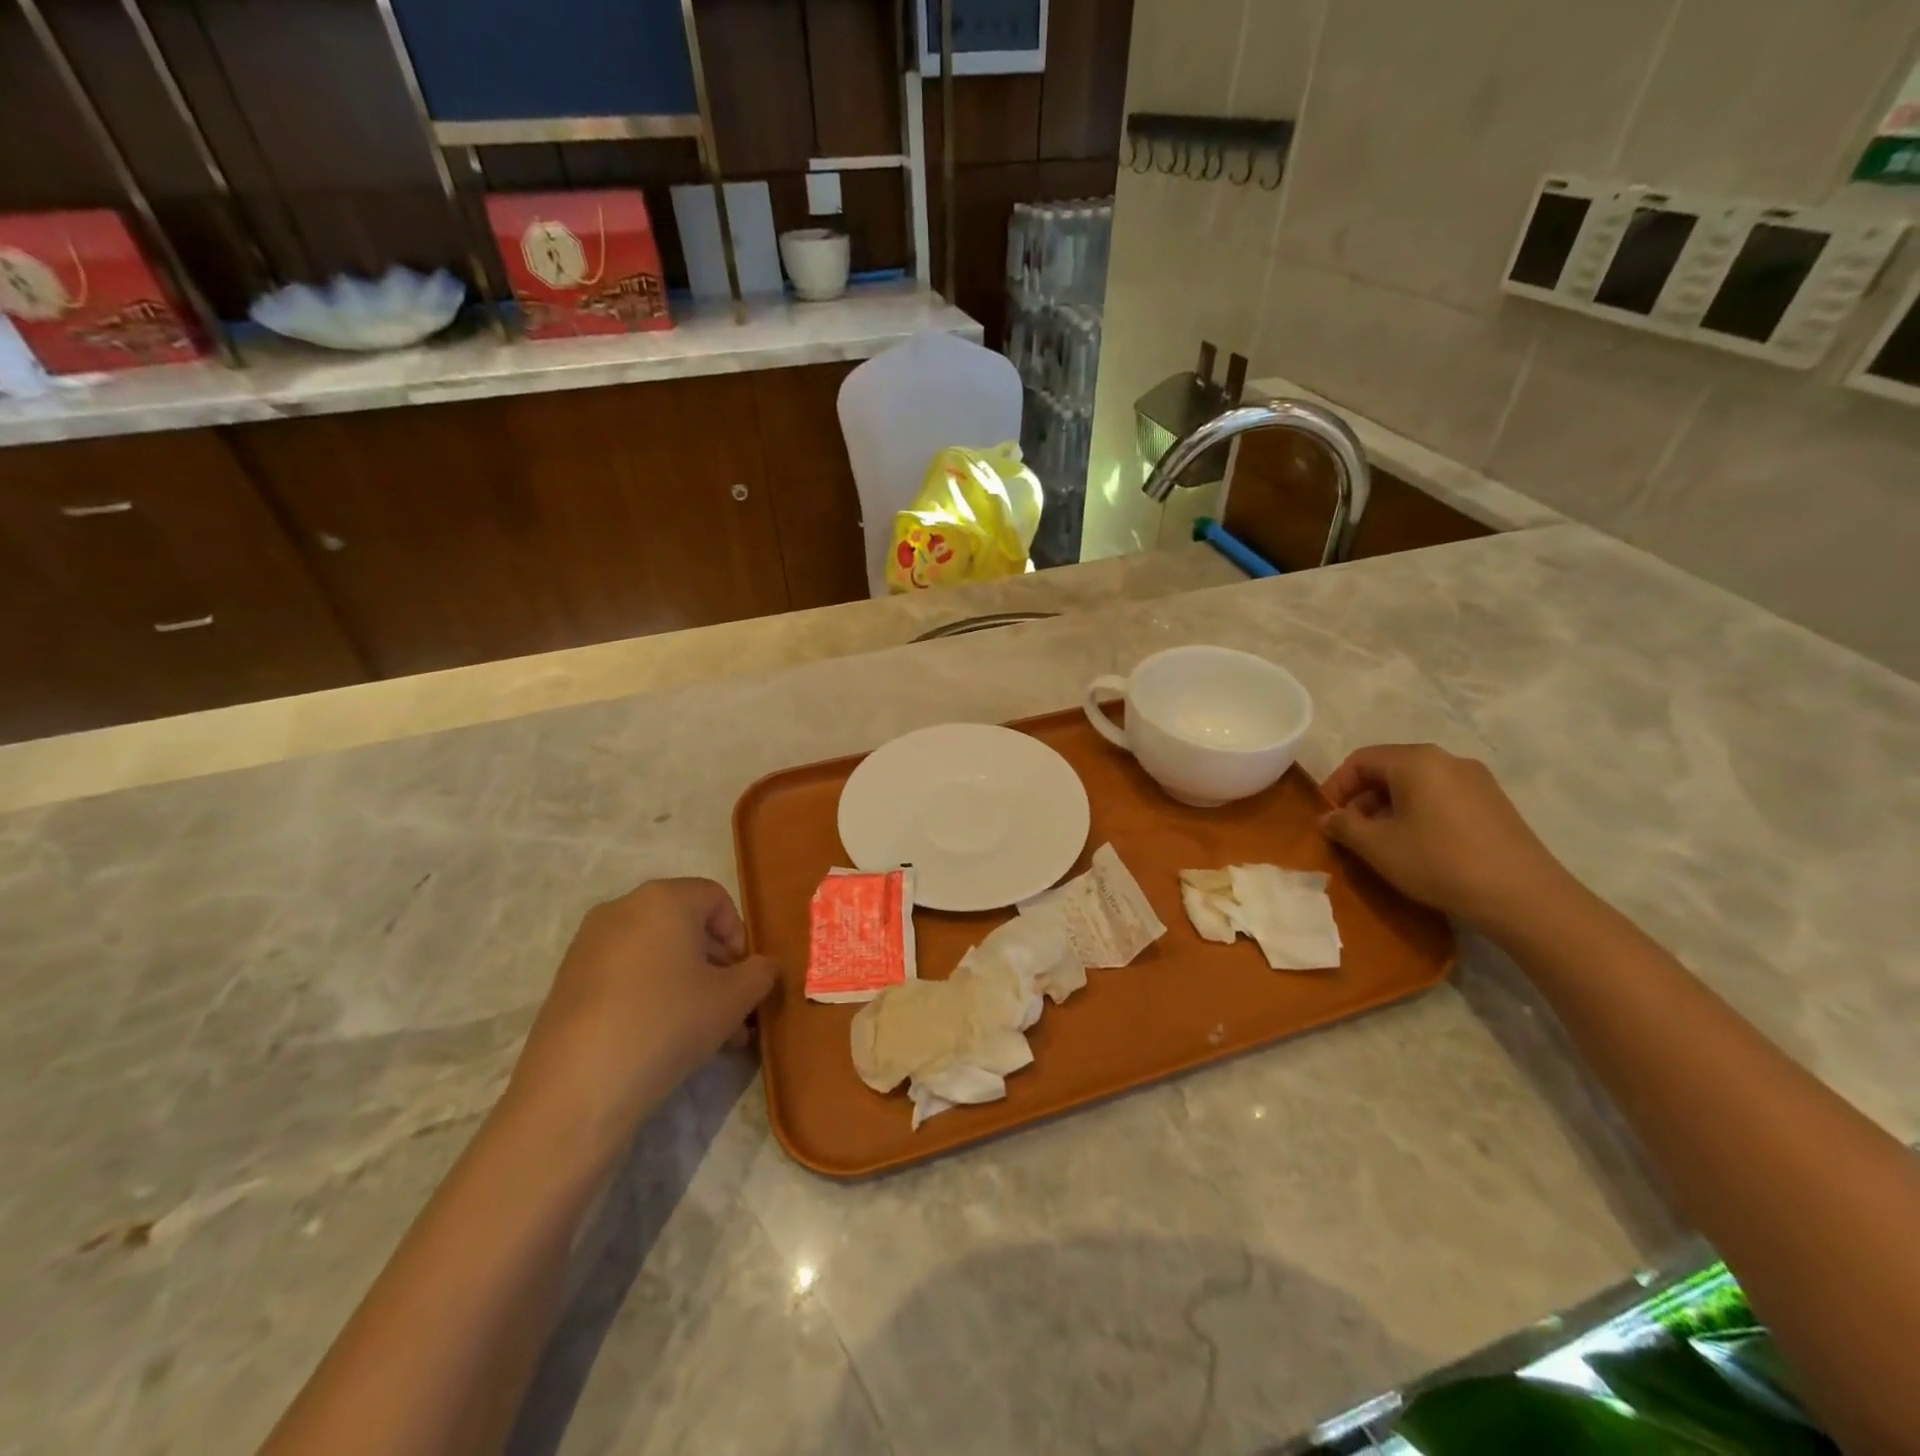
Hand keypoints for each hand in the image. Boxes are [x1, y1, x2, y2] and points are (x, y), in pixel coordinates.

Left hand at [508, 878, 777, 1147]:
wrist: (577, 1089)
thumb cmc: (668, 1023)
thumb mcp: (734, 999)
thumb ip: (761, 973)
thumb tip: (762, 967)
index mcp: (664, 899)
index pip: (717, 898)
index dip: (739, 936)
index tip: (744, 979)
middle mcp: (623, 908)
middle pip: (685, 925)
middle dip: (716, 965)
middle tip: (732, 1010)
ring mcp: (588, 944)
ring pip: (656, 953)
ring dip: (688, 984)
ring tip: (705, 1033)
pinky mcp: (568, 980)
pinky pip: (625, 974)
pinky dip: (651, 994)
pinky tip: (662, 1038)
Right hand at [1319, 744, 1573, 930]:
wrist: (1524, 897)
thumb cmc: (1438, 862)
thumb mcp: (1376, 846)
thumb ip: (1343, 826)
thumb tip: (1327, 818)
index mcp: (1415, 761)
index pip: (1360, 760)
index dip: (1335, 786)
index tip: (1328, 818)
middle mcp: (1447, 759)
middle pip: (1389, 768)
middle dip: (1363, 798)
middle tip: (1352, 832)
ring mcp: (1476, 780)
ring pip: (1416, 784)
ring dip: (1390, 807)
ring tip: (1384, 842)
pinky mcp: (1494, 803)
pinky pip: (1442, 796)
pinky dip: (1419, 813)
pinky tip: (1420, 846)